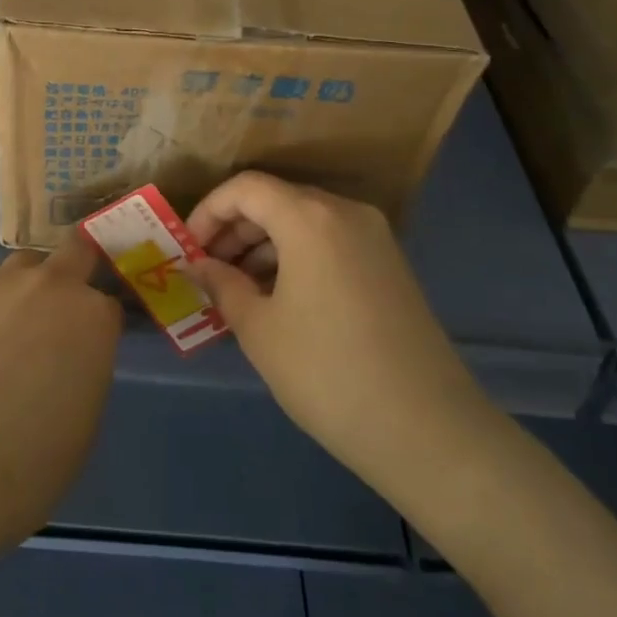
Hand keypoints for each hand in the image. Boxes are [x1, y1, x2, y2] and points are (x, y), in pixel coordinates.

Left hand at [0, 235, 121, 559]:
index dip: (99, 323)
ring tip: (9, 329)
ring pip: (24, 264)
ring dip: (27, 286)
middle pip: (75, 252)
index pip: (109, 303)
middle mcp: (53, 287)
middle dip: (75, 271)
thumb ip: (86, 368)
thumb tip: (72, 357)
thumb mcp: (85, 419)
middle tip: (59, 312)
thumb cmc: (31, 465)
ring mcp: (2, 285)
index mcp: (94, 319)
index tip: (89, 343)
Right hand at [187, 172, 498, 498]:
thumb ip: (222, 285)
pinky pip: (330, 242)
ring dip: (264, 245)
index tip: (189, 250)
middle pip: (276, 200)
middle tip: (208, 272)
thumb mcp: (259, 329)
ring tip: (238, 290)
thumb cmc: (327, 373)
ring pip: (304, 221)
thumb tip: (199, 266)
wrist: (427, 428)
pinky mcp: (390, 264)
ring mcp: (374, 237)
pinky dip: (296, 256)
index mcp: (310, 218)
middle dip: (235, 230)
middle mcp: (345, 213)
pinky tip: (279, 298)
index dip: (209, 212)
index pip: (246, 188)